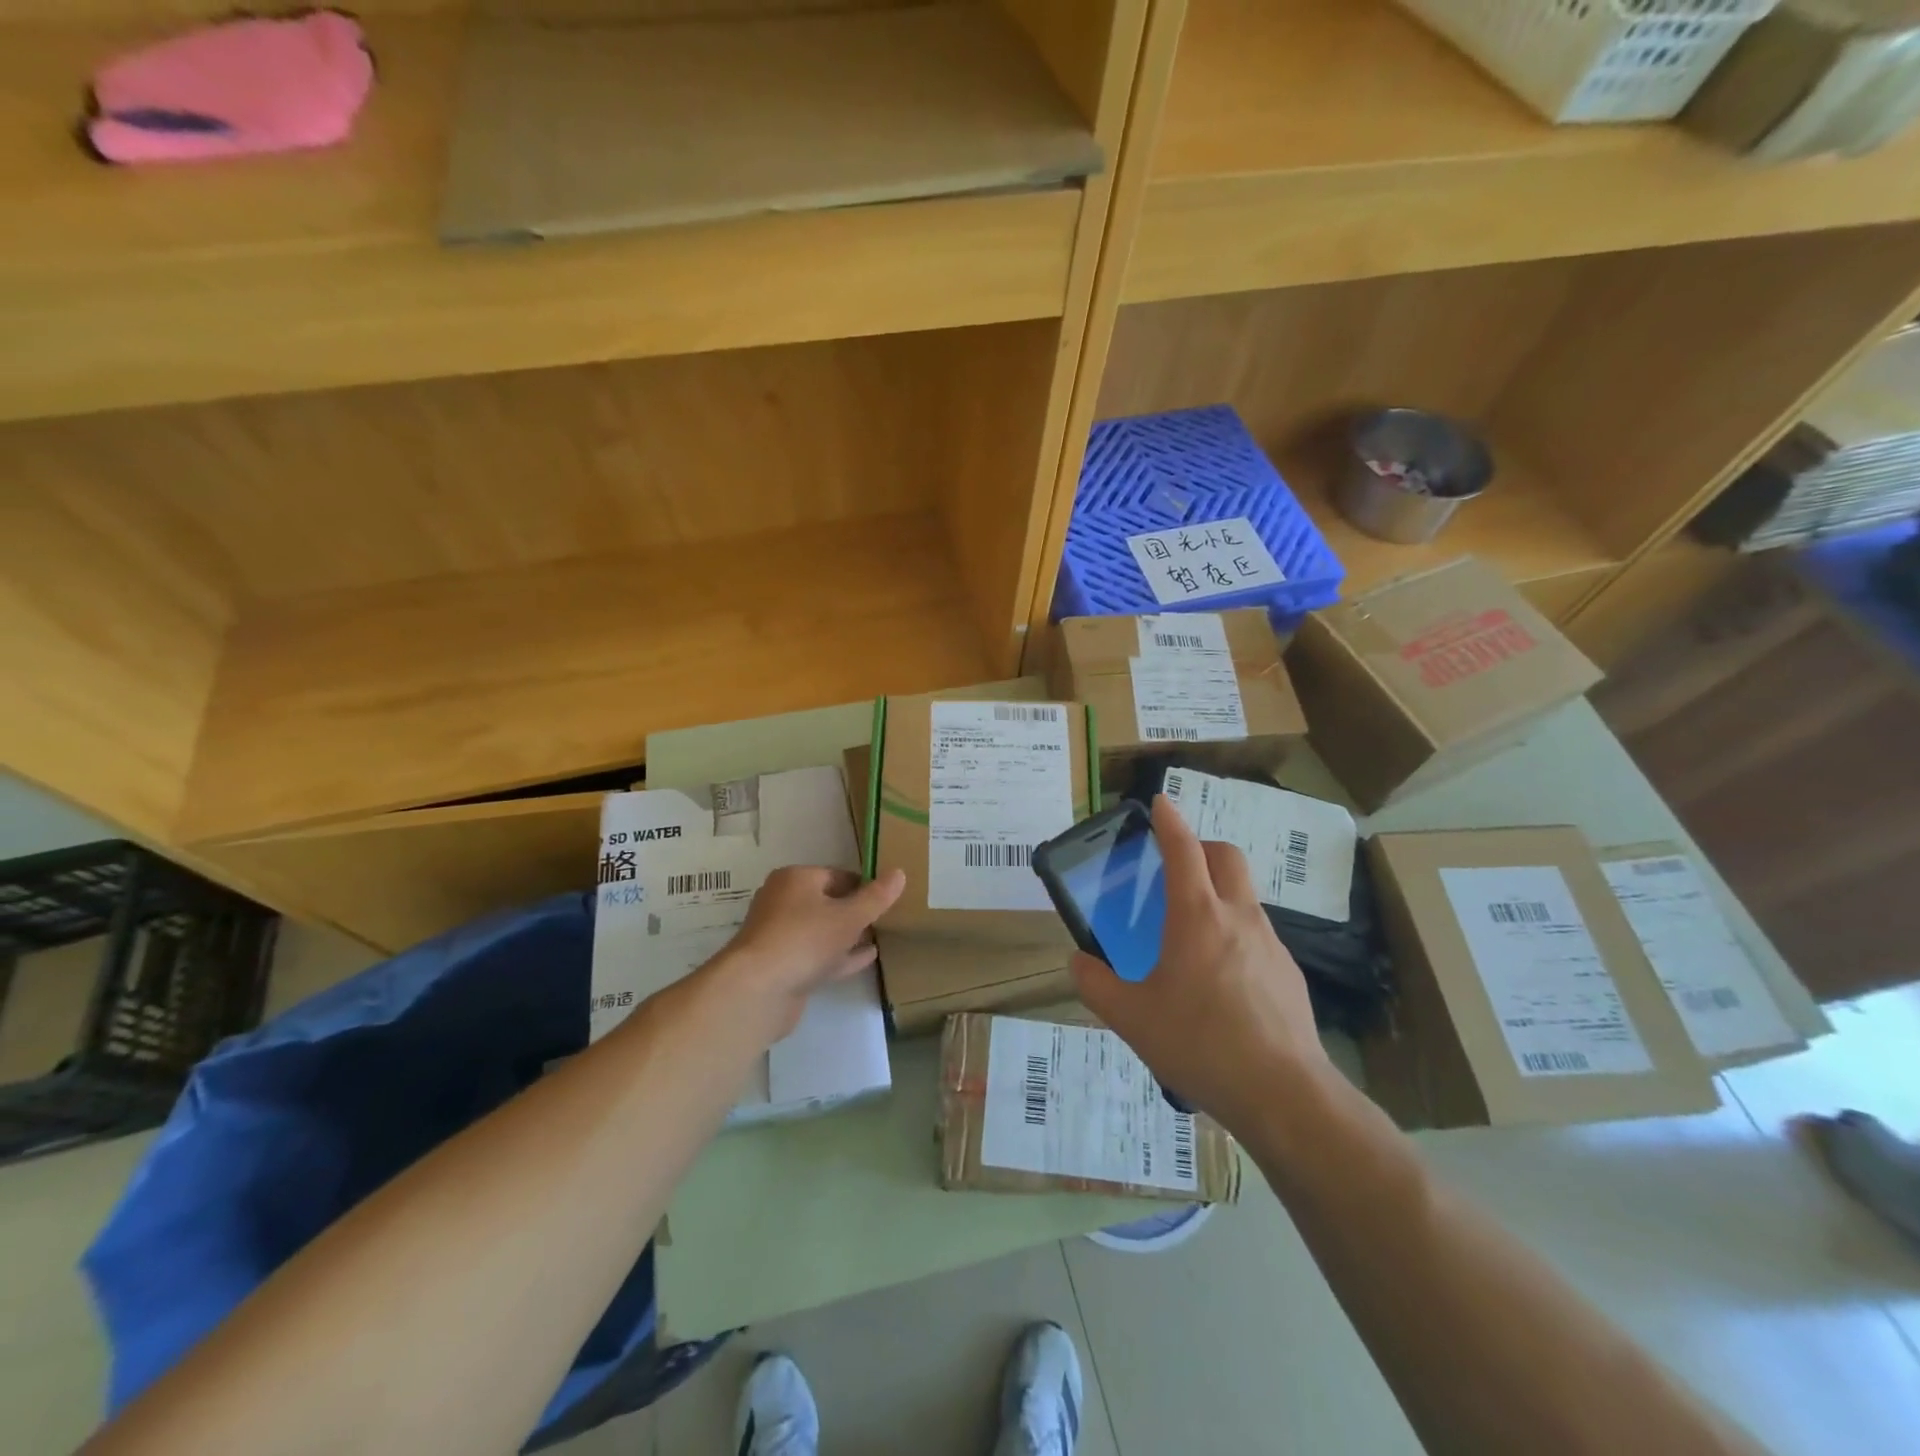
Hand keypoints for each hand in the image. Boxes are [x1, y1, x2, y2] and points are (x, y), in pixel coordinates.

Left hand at [710, 865, 905, 1043]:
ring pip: (821, 931)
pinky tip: (867, 958)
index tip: (887, 899)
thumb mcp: (849, 916)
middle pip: (827, 902)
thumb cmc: (804, 939)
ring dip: (848, 935)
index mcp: (795, 879)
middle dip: (854, 910)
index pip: (837, 875)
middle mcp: (783, 902)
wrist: (757, 990)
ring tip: (878, 937)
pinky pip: (817, 955)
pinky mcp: (782, 967)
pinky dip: (840, 955)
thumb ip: (876, 897)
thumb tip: (899, 872)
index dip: (864, 886)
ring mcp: (780, 936)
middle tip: (885, 918)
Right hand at [1072, 795, 1326, 1134]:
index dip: (1169, 821)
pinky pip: (1257, 934)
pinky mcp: (1289, 973)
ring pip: (1244, 895)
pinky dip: (1235, 933)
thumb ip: (1096, 985)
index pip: (1183, 849)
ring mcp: (1270, 943)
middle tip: (1176, 866)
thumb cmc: (1200, 1043)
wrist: (1284, 1094)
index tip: (1160, 802)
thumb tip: (1078, 963)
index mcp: (1197, 916)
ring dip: (1218, 893)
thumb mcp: (1131, 1018)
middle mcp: (1238, 917)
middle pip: (1227, 856)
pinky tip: (1220, 979)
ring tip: (1191, 933)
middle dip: (1202, 847)